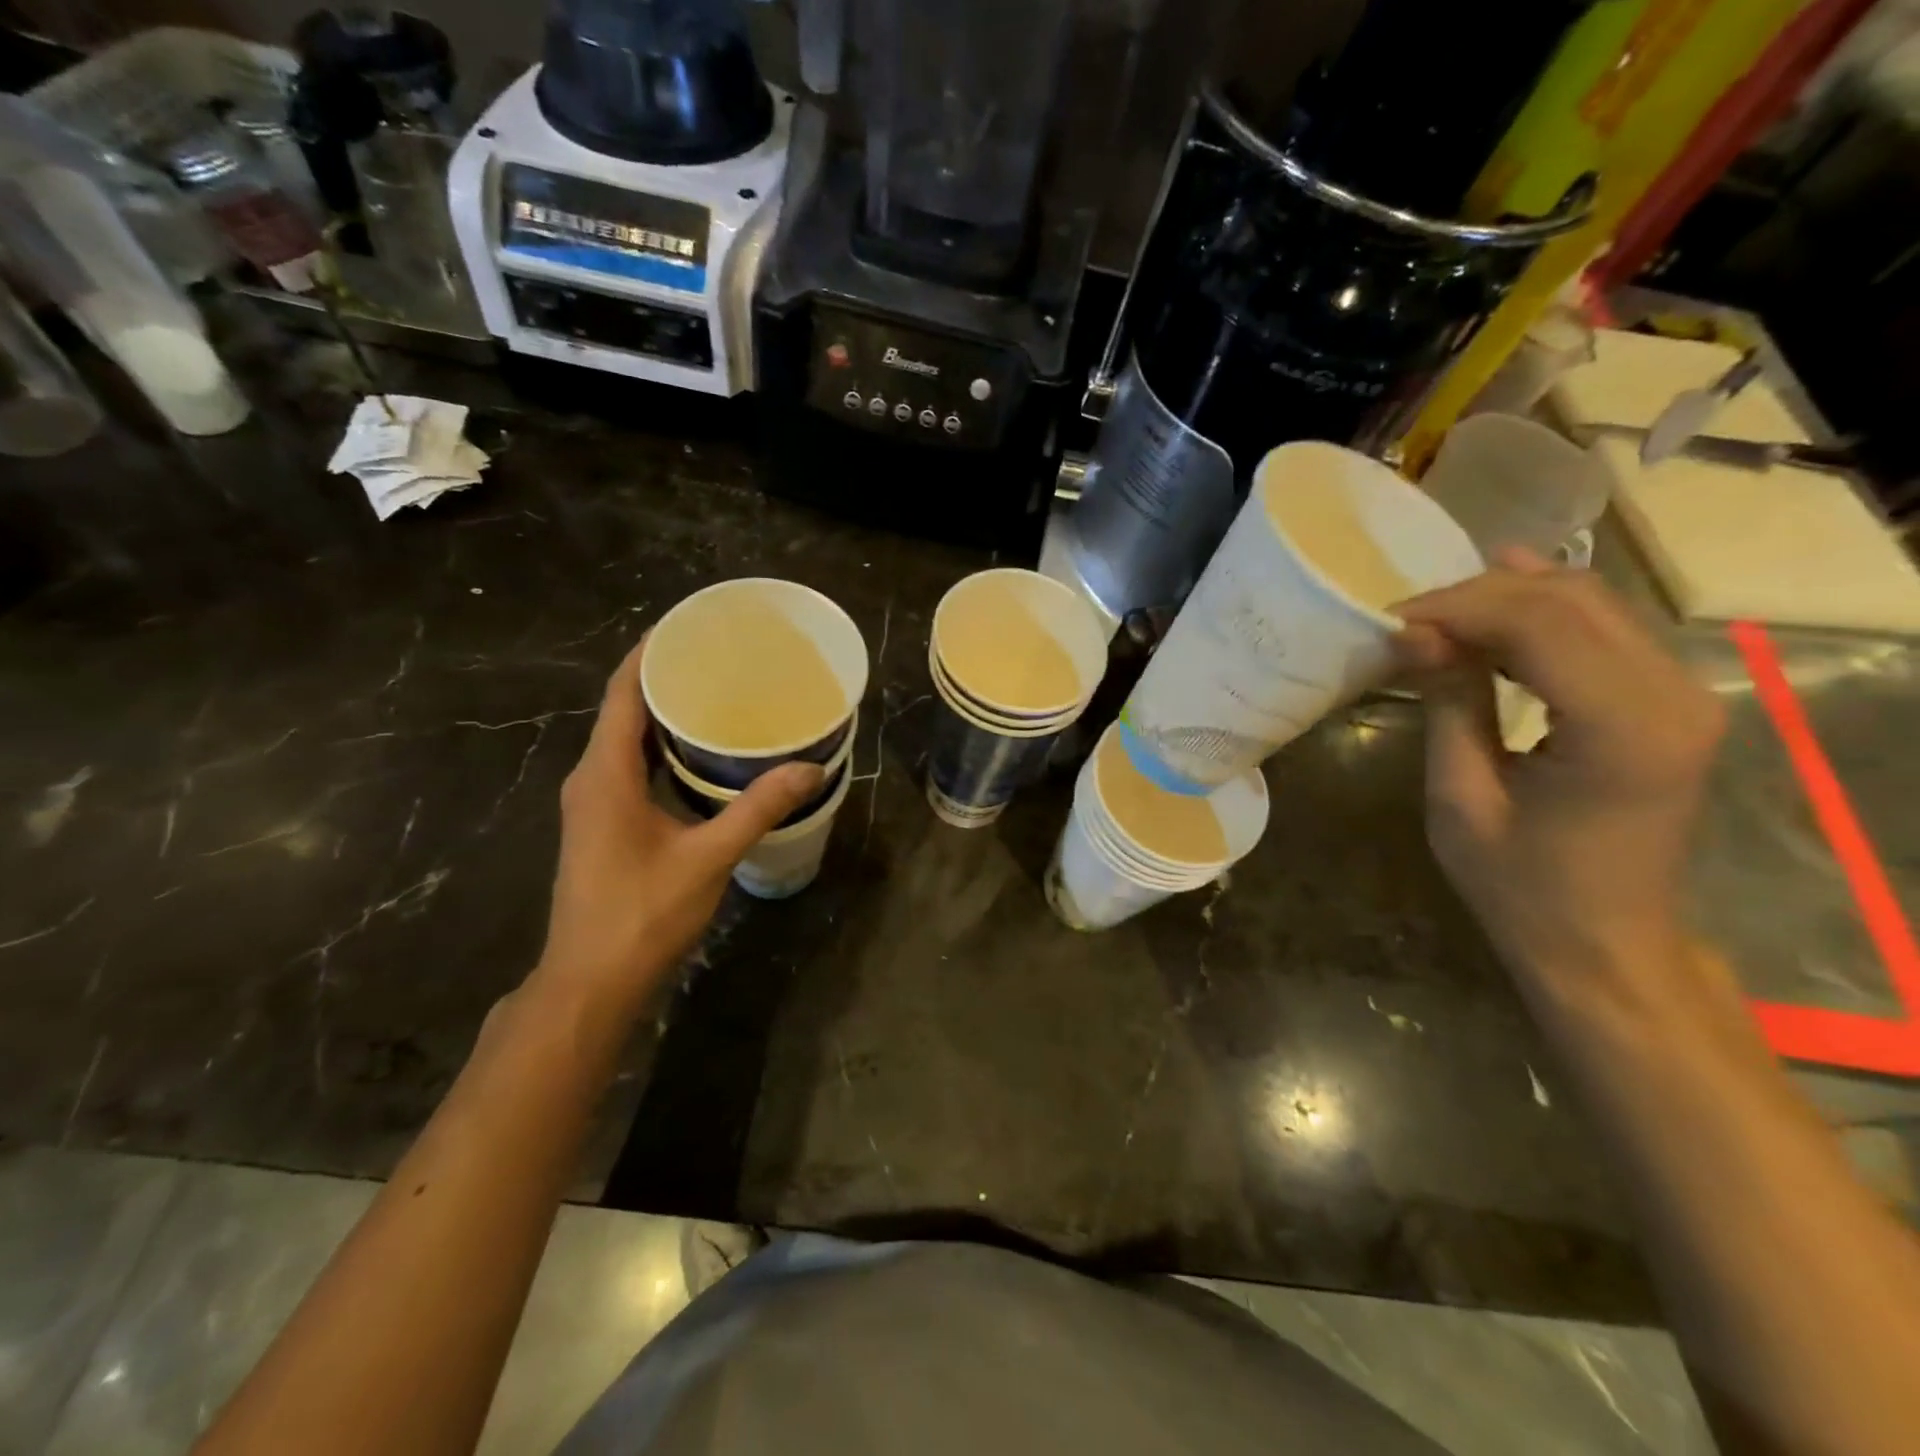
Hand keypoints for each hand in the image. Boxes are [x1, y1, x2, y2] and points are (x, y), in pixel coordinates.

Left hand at [532, 637, 822, 1013]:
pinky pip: (630, 767)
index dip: (650, 653)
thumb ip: (757, 809)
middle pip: (623, 710)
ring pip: (626, 741)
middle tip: (719, 657)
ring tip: (717, 695)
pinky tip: (700, 755)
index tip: (689, 625)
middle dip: (665, 678)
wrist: (590, 981)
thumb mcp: (708, 858)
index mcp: (605, 773)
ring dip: (663, 715)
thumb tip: (810, 769)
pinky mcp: (602, 824)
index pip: (622, 692)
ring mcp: (593, 803)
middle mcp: (591, 778)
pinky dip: (661, 749)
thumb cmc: (642, 914)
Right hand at [1393, 551, 1724, 987]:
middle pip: (1570, 599)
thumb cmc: (1520, 885)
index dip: (1457, 608)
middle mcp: (1675, 695)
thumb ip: (1448, 701)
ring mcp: (1684, 693)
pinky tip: (1489, 613)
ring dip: (1505, 600)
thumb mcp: (1461, 797)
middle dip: (1477, 596)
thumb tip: (1412, 631)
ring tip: (1434, 621)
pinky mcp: (1671, 700)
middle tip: (1405, 621)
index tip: (1389, 620)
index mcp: (1623, 729)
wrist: (1604, 942)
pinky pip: (1603, 629)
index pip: (1539, 623)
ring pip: (1590, 602)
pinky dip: (1538, 617)